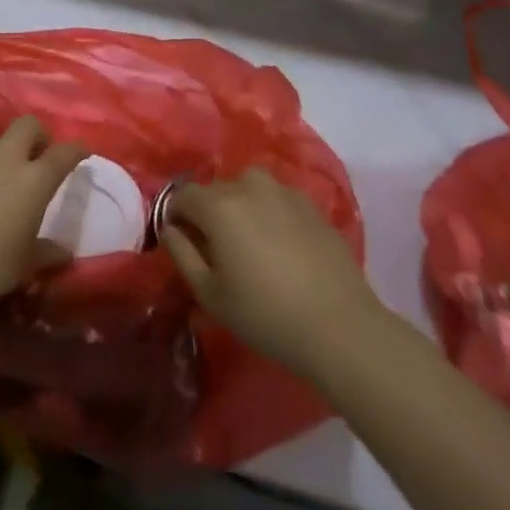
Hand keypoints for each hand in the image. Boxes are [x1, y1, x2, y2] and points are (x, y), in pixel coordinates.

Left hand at [0, 115, 87, 316]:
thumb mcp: (23, 264)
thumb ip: (46, 253)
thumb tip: (65, 252)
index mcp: (33, 180)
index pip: (63, 154)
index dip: (76, 149)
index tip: (82, 151)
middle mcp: (6, 159)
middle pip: (27, 124)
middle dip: (37, 134)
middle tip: (38, 155)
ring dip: (3, 141)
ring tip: (2, 163)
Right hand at [161, 168, 381, 378]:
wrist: (339, 325)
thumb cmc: (265, 313)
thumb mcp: (210, 294)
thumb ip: (181, 254)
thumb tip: (169, 229)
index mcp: (219, 204)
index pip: (183, 196)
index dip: (176, 216)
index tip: (182, 242)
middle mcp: (248, 184)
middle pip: (215, 191)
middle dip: (208, 213)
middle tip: (217, 250)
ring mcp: (283, 191)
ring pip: (248, 189)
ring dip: (241, 207)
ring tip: (250, 243)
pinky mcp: (311, 204)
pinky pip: (277, 200)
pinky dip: (270, 214)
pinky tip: (281, 247)